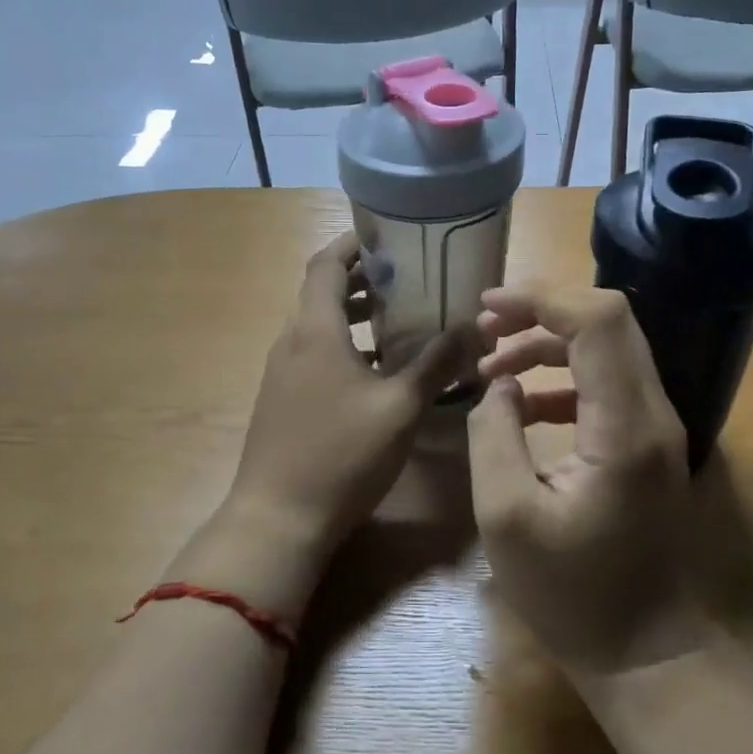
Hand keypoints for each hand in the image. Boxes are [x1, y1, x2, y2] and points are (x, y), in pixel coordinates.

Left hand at [205, 233, 467, 608]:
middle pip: (321, 292)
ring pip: (318, 326)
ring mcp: (282, 373)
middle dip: (361, 279)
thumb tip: (474, 327)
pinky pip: (314, 355)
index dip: (353, 244)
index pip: (325, 264)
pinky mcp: (282, 400)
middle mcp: (291, 342)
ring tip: (398, 317)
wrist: (278, 519)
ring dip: (353, 315)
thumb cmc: (342, 455)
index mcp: (314, 330)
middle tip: (407, 276)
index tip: (388, 235)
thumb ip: (436, 364)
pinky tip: (377, 370)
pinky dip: (344, 346)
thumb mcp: (400, 408)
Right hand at [467, 285, 704, 671]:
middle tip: (486, 325)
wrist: (643, 650)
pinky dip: (562, 375)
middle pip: (609, 320)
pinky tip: (521, 401)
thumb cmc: (570, 593)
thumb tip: (499, 385)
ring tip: (492, 363)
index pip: (598, 321)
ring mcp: (656, 426)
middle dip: (543, 309)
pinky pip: (606, 382)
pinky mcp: (647, 441)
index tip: (488, 307)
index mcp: (624, 427)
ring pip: (608, 347)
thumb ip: (493, 435)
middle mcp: (653, 413)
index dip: (542, 298)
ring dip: (549, 341)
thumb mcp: (506, 516)